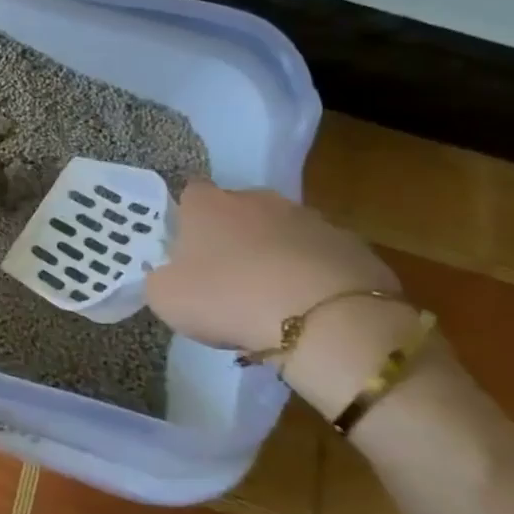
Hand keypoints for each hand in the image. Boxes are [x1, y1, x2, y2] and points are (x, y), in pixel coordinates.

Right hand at [144, 181, 415, 417]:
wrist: (324, 320)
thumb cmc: (228, 299)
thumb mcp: (167, 298)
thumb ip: (161, 278)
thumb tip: (170, 274)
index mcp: (207, 204)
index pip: (190, 194)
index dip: (188, 220)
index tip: (189, 251)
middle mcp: (256, 198)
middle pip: (239, 210)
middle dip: (235, 236)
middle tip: (230, 278)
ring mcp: (308, 218)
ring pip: (282, 232)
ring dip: (276, 255)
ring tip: (274, 300)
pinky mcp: (352, 244)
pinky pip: (321, 257)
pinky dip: (314, 275)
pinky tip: (311, 309)